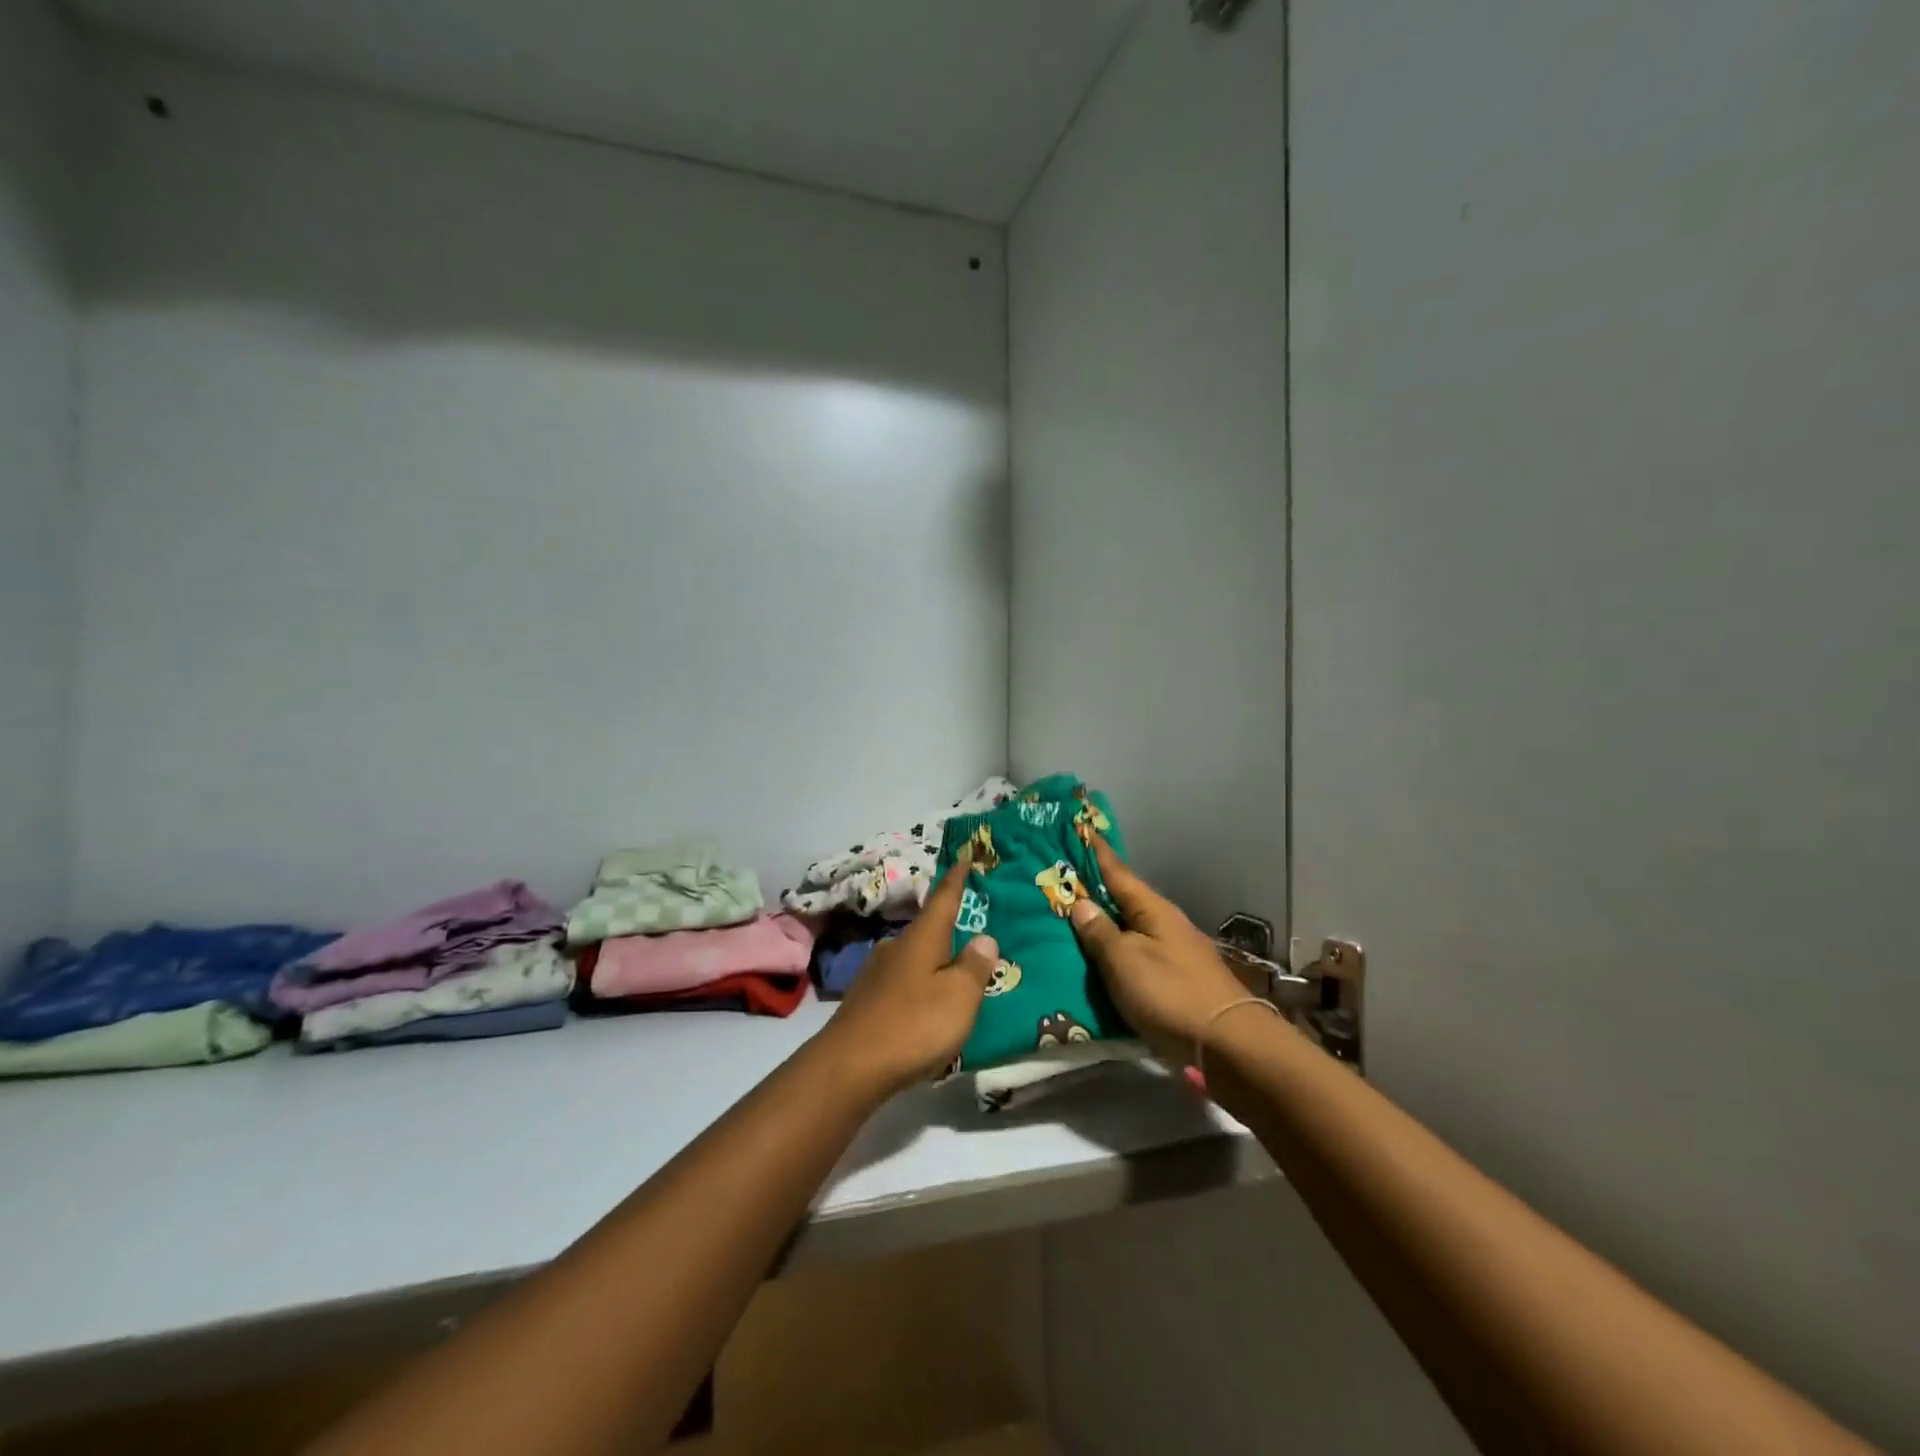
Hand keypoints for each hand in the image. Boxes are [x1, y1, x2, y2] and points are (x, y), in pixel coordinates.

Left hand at [815, 859, 997, 1098]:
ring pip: (913, 958)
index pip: (944, 899)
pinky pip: (902, 983)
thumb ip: (975, 966)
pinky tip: (925, 1005)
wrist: (849, 1067)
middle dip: (948, 928)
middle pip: (927, 930)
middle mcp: (896, 947)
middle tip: (971, 929)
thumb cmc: (914, 1025)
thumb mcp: (959, 997)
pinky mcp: (866, 1002)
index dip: (956, 878)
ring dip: (933, 961)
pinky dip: (919, 986)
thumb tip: (984, 937)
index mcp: (922, 938)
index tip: (963, 856)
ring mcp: (876, 974)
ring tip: (954, 973)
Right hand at [1068, 837, 1250, 1065]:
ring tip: (1073, 920)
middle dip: (1096, 890)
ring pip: (1131, 929)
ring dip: (1106, 924)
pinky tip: (1102, 960)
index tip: (1080, 828)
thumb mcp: (1124, 960)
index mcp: (1153, 909)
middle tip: (1063, 879)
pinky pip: (1137, 956)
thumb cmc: (1170, 994)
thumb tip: (1080, 903)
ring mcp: (1175, 953)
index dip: (1097, 853)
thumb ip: (1100, 933)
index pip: (1118, 872)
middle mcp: (1165, 924)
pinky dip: (1117, 952)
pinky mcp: (1178, 982)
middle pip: (1124, 900)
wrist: (1229, 1046)